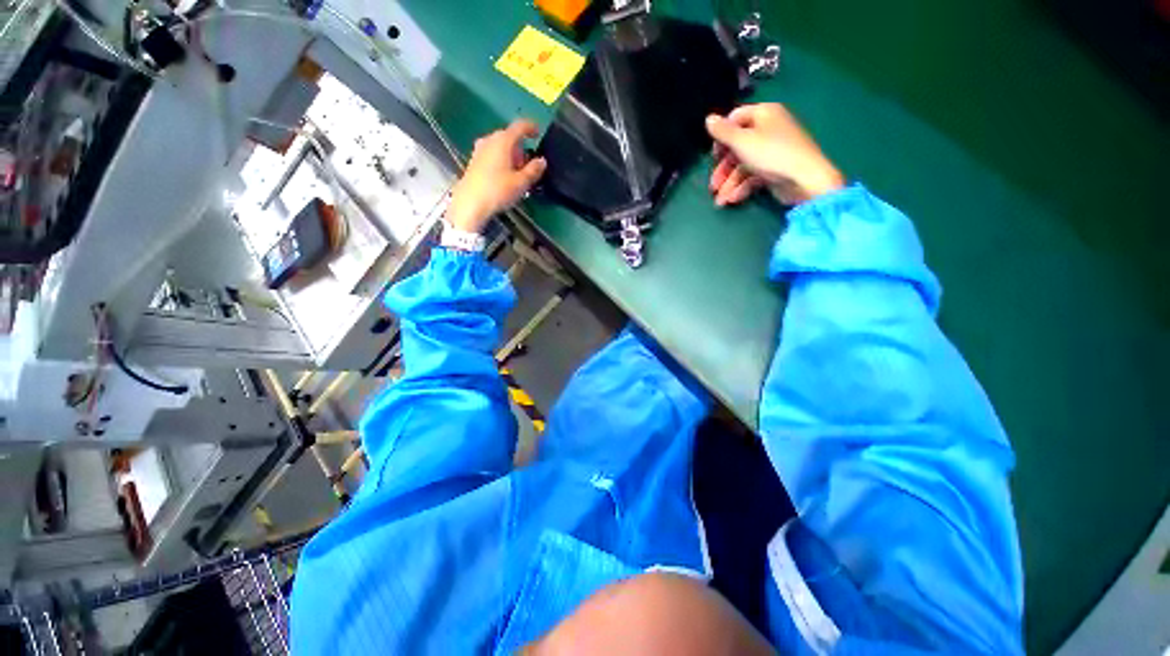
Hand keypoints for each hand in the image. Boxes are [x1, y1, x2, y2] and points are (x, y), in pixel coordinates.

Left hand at [446, 119, 546, 232]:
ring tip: (518, 173)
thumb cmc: (498, 191)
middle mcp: (490, 140)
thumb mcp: (521, 183)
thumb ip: (533, 170)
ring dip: (511, 155)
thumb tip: (542, 161)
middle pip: (509, 137)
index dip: (531, 127)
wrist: (470, 203)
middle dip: (521, 147)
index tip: (538, 133)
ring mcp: (480, 149)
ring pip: (500, 146)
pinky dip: (502, 160)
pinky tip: (505, 176)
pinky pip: (492, 154)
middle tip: (529, 164)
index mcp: (503, 141)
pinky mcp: (474, 160)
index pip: (520, 126)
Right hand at [705, 104, 843, 205]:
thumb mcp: (742, 141)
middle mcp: (768, 130)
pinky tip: (733, 200)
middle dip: (723, 169)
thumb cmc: (771, 154)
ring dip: (729, 183)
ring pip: (743, 166)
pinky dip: (742, 187)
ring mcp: (771, 151)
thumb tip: (708, 118)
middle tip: (713, 185)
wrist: (804, 179)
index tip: (713, 154)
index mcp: (763, 115)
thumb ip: (723, 131)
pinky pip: (753, 176)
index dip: (721, 136)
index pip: (735, 119)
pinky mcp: (774, 169)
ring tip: (720, 201)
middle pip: (737, 147)